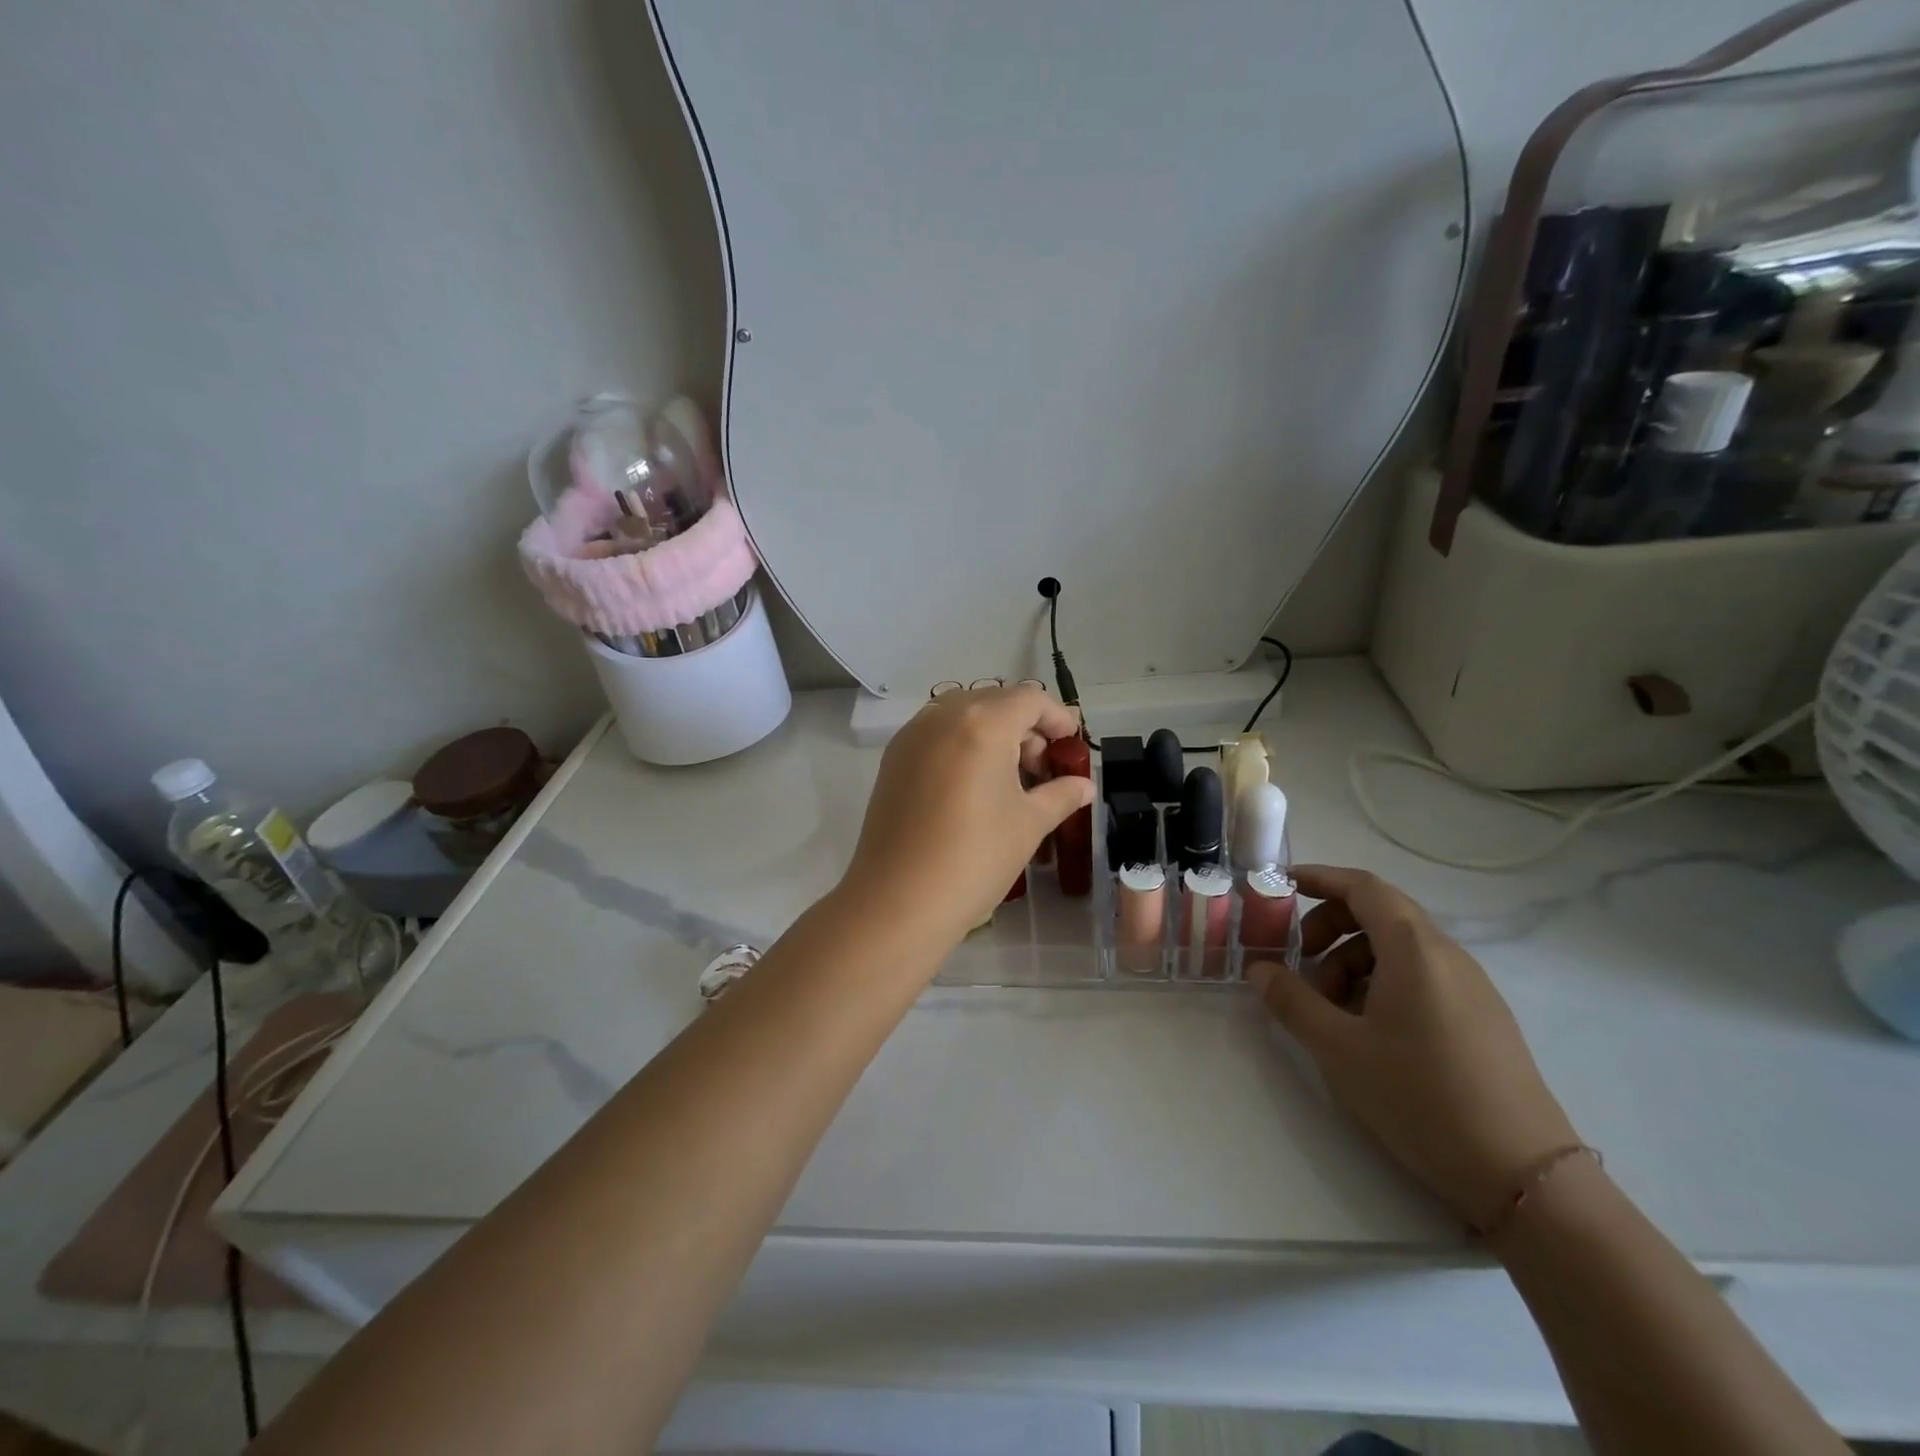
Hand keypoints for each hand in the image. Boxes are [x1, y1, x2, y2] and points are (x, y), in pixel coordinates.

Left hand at [841, 685, 1092, 945]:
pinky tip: (972, 786)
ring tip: (1008, 780)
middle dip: (1025, 727)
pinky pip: (937, 734)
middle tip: (1042, 769)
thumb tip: (1084, 785)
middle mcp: (942, 717)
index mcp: (982, 724)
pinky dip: (962, 744)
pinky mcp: (893, 759)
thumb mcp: (1029, 824)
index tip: (1071, 746)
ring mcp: (912, 736)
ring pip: (963, 715)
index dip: (1057, 717)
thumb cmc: (974, 858)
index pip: (1029, 699)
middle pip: (994, 702)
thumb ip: (1061, 795)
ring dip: (992, 734)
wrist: (898, 900)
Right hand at [1248, 865, 1578, 1226]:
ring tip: (1328, 1007)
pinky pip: (1420, 975)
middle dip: (1329, 926)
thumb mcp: (1339, 1049)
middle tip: (1297, 961)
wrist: (1524, 1175)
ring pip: (1398, 948)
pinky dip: (1380, 981)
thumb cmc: (1421, 1097)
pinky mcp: (1481, 1017)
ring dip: (1352, 960)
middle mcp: (1446, 955)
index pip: (1363, 887)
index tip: (1281, 886)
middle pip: (1379, 913)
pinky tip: (1366, 1028)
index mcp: (1414, 949)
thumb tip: (1259, 969)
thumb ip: (1292, 1001)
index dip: (1319, 878)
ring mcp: (1470, 986)